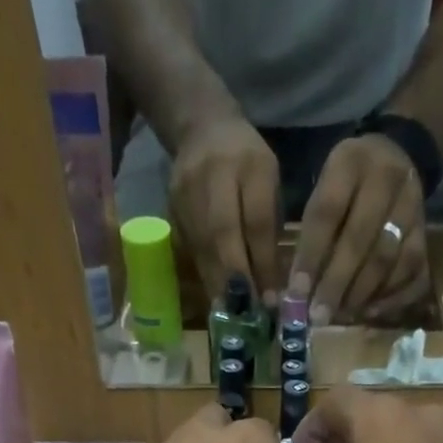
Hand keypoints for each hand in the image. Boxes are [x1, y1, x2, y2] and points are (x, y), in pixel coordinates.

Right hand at [169, 117, 281, 307]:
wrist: (201, 127)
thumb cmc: (247, 164)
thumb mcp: (269, 184)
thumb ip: (269, 230)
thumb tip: (271, 288)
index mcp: (251, 165)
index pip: (257, 221)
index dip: (263, 264)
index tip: (270, 301)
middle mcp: (215, 174)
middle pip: (224, 235)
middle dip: (236, 280)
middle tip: (247, 315)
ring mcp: (187, 189)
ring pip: (203, 245)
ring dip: (217, 284)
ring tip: (231, 315)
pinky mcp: (171, 205)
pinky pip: (189, 247)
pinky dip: (203, 275)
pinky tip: (214, 298)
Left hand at [290, 135, 430, 325]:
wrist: (399, 158)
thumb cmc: (349, 185)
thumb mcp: (324, 189)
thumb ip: (312, 234)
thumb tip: (298, 293)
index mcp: (350, 162)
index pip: (327, 213)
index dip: (310, 258)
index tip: (296, 295)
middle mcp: (386, 178)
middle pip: (359, 240)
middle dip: (335, 284)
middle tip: (319, 316)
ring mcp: (413, 205)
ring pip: (386, 259)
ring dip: (360, 294)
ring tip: (340, 315)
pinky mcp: (426, 233)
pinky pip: (412, 273)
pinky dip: (390, 298)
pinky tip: (369, 312)